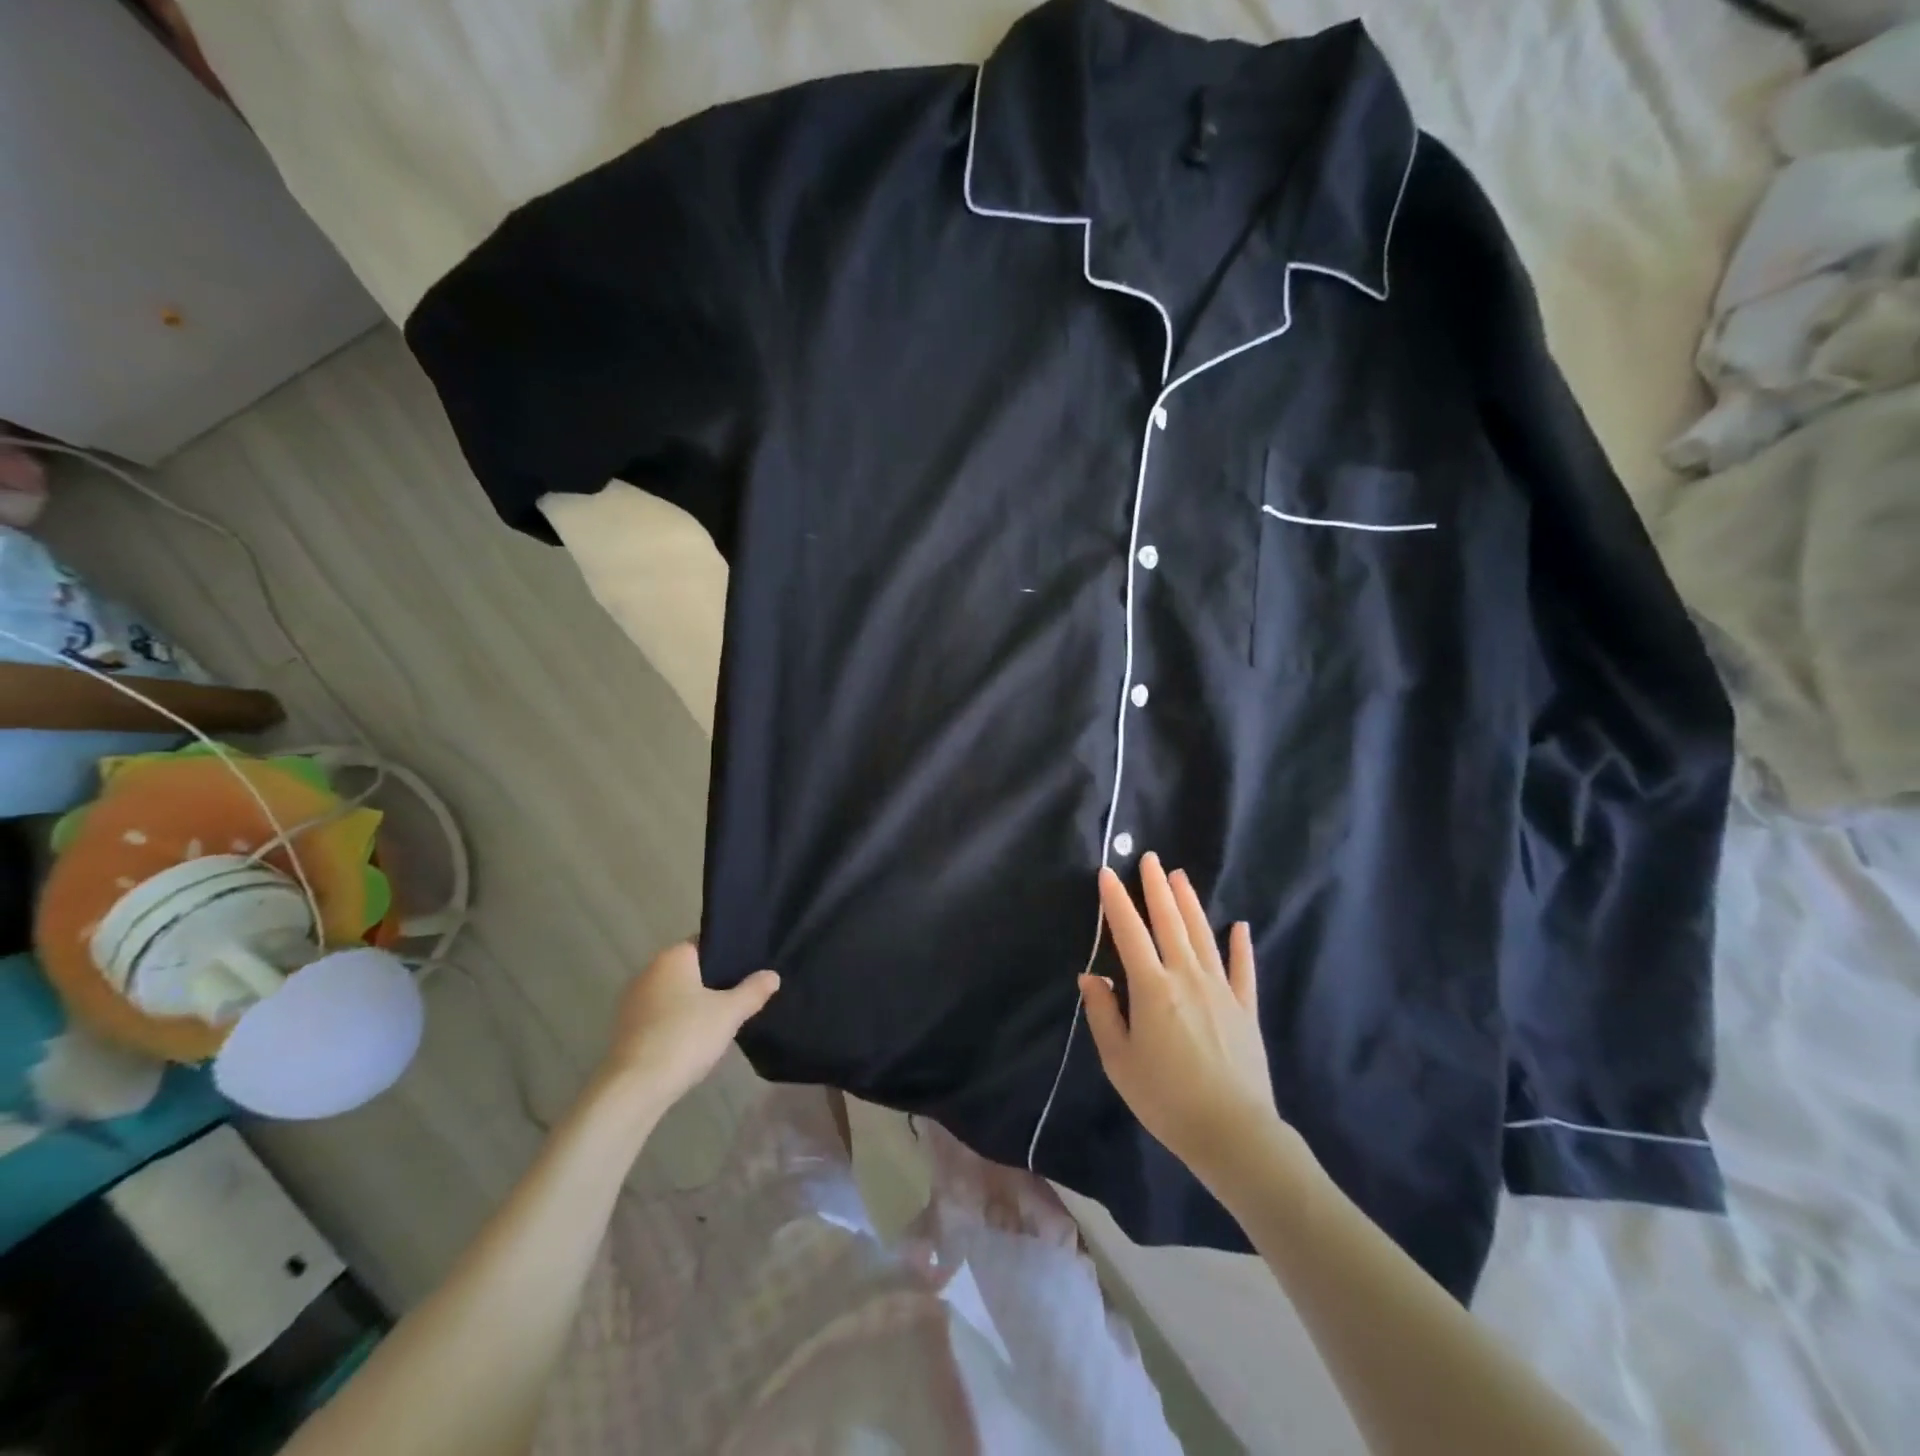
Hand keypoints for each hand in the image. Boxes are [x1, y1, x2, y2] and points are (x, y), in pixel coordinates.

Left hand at [595, 942, 778, 1113]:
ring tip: (721, 1021)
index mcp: (672, 957)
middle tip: (741, 996)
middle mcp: (648, 971)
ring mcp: (632, 1001)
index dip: (728, 955)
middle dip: (712, 981)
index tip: (749, 969)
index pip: (705, 943)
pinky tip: (693, 1041)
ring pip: (674, 994)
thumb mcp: (730, 1013)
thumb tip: (773, 975)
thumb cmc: (685, 1037)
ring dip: (693, 1004)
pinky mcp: (625, 1029)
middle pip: (689, 969)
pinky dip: (676, 1023)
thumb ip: (753, 991)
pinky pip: (660, 1016)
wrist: (635, 1087)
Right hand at [1080, 855, 1295, 1188]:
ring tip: (1180, 876)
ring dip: (1190, 903)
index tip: (1107, 873)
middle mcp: (1187, 977)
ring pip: (1203, 935)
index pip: (1130, 933)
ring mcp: (1221, 989)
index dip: (1117, 901)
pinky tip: (1239, 926)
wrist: (1232, 1132)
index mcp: (1152, 988)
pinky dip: (1240, 945)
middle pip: (1170, 922)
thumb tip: (1091, 976)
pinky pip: (1242, 968)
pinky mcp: (1245, 1008)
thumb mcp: (1119, 1061)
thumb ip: (1104, 1014)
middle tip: (1150, 859)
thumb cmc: (1165, 1099)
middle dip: (1156, 888)